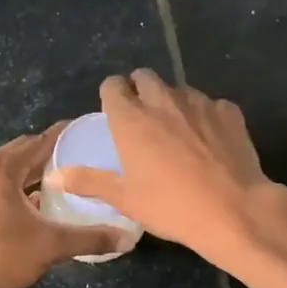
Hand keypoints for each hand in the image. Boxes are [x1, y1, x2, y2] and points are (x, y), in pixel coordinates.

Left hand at [0, 122, 131, 287]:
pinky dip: (9, 190)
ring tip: (55, 186)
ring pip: (2, 172)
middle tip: (75, 162)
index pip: (38, 142)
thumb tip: (127, 239)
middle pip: (18, 153)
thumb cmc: (1, 258)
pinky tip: (26, 209)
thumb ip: (91, 238)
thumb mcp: (51, 246)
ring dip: (27, 175)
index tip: (84, 133)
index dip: (63, 136)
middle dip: (46, 157)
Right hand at [50, 70, 286, 287]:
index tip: (114, 112)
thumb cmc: (170, 206)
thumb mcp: (124, 199)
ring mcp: (199, 103)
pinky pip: (211, 105)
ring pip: (179, 89)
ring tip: (177, 132)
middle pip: (145, 77)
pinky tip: (209, 141)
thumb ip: (88, 181)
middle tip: (142, 118)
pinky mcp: (229, 112)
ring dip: (172, 102)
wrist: (233, 210)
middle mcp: (162, 101)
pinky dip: (205, 116)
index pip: (113, 85)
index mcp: (131, 118)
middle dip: (140, 89)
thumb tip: (53, 178)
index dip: (112, 95)